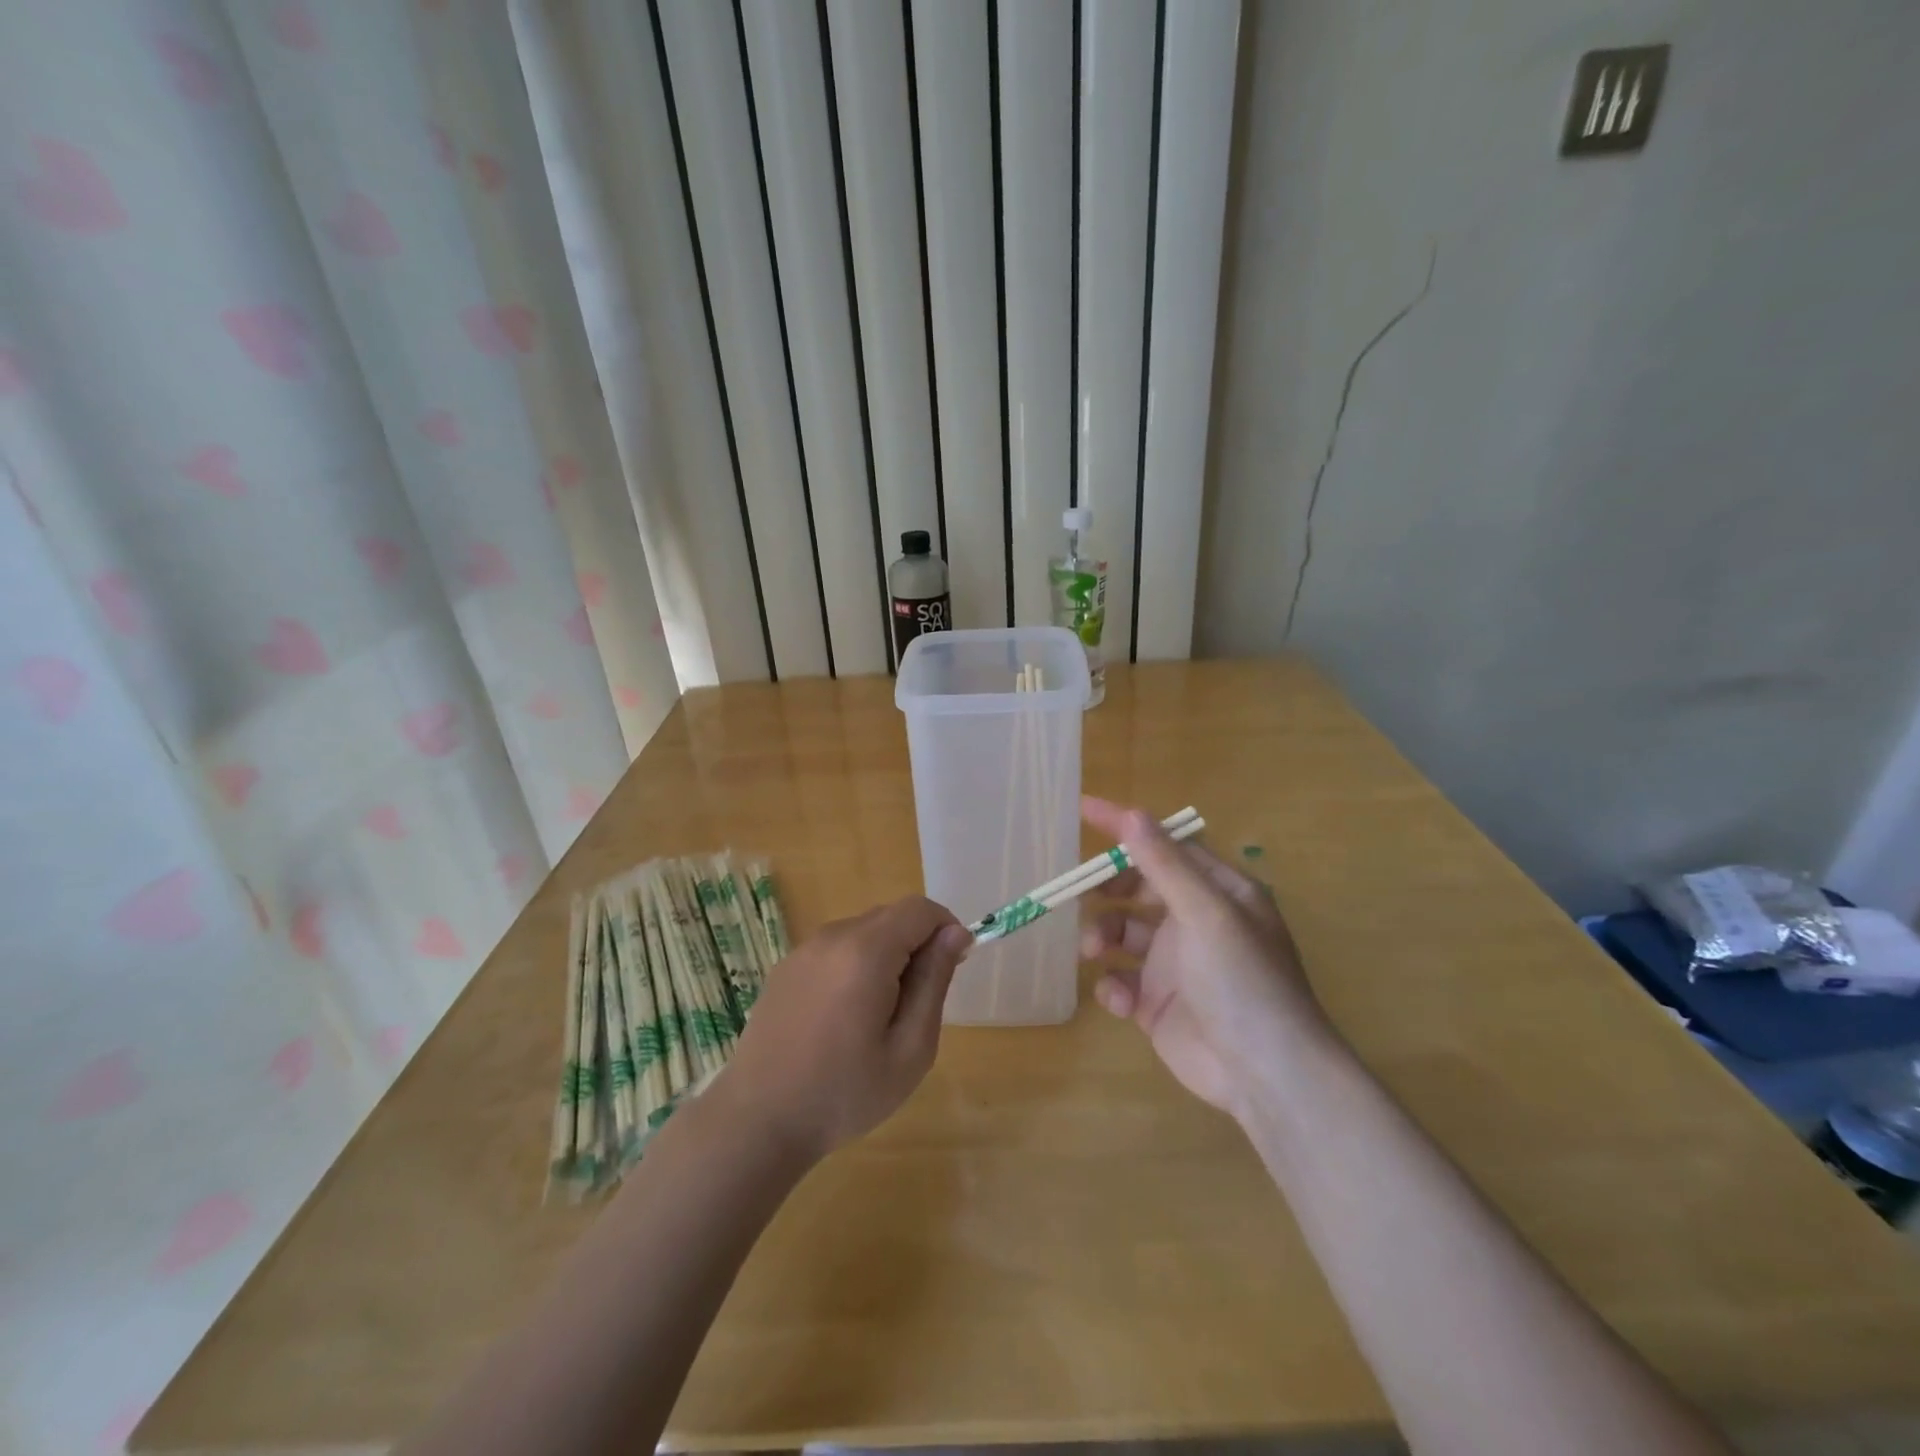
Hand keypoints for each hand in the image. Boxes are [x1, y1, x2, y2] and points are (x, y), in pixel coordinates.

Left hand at [718, 897, 971, 1160]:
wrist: (757, 1122)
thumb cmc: (845, 1093)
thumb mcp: (910, 1048)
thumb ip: (934, 981)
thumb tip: (955, 933)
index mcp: (866, 951)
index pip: (920, 909)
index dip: (946, 930)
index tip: (951, 970)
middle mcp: (833, 936)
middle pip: (891, 916)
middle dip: (916, 945)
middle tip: (916, 1004)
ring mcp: (803, 950)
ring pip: (863, 931)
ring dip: (885, 956)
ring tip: (878, 1017)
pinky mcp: (785, 968)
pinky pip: (835, 949)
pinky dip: (854, 966)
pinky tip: (843, 1018)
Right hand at [1079, 796, 1334, 1119]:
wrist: (1264, 1075)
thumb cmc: (1241, 980)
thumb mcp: (1205, 913)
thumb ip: (1165, 865)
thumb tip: (1131, 815)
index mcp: (1218, 892)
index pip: (1166, 846)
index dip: (1126, 828)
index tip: (1083, 809)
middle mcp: (1196, 922)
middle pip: (1138, 888)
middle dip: (1107, 890)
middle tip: (1082, 895)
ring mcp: (1175, 964)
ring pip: (1122, 932)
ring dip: (1102, 935)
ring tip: (1093, 950)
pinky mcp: (1157, 1004)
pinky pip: (1122, 980)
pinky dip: (1113, 985)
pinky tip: (1121, 1000)